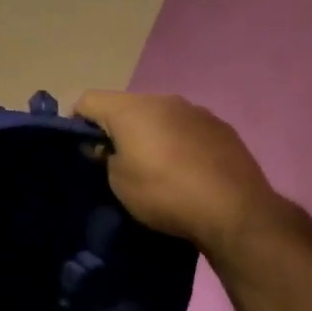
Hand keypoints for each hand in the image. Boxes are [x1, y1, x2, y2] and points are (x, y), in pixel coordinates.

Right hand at [72, 91, 287, 255]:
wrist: (235, 211)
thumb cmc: (165, 194)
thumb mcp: (118, 183)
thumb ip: (106, 157)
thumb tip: (108, 148)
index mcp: (130, 108)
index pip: (87, 100)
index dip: (76, 122)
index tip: (81, 148)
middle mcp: (161, 99)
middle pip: (125, 106)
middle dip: (117, 128)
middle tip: (117, 160)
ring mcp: (195, 110)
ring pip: (159, 115)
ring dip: (150, 133)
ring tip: (157, 166)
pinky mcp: (221, 126)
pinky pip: (187, 128)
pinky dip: (179, 141)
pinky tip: (188, 170)